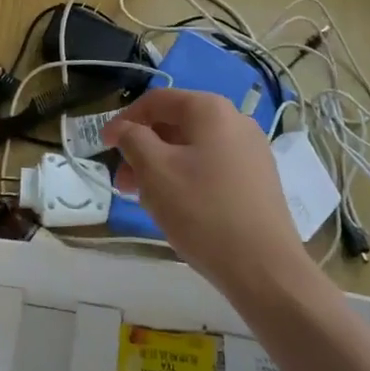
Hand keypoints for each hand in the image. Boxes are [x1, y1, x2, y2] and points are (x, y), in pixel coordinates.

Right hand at [105, 88, 313, 303]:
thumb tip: (125, 129)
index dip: (124, 120)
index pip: (157, 101)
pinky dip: (186, 179)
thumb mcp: (155, 171)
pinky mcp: (258, 181)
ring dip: (162, 167)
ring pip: (193, 149)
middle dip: (142, 149)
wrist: (265, 269)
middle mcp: (236, 121)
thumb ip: (132, 140)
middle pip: (176, 124)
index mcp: (211, 109)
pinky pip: (212, 168)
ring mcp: (252, 151)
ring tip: (144, 200)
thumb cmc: (203, 211)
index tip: (104, 146)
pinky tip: (176, 209)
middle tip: (122, 182)